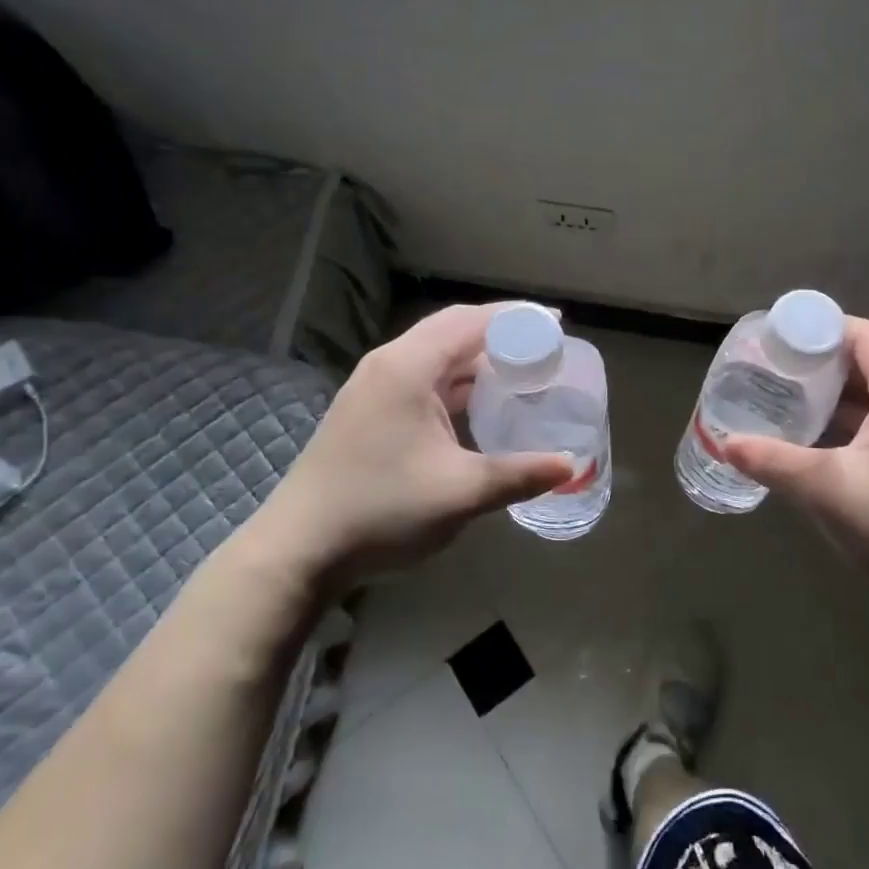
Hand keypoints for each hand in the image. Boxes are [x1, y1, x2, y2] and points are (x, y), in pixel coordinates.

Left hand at [253, 305, 572, 587]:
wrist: (298, 550)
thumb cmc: (381, 511)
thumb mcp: (460, 492)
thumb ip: (519, 475)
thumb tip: (569, 467)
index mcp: (408, 367)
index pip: (471, 321)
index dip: (518, 318)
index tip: (558, 324)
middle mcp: (389, 364)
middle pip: (453, 330)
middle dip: (501, 334)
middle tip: (545, 348)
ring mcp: (374, 387)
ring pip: (437, 356)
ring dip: (478, 360)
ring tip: (523, 371)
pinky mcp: (369, 411)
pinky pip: (424, 379)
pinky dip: (458, 382)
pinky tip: (482, 404)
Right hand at [721, 319, 868, 599]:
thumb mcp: (827, 490)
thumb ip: (774, 461)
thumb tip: (727, 444)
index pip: (867, 334)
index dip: (823, 330)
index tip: (782, 340)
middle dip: (830, 357)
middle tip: (785, 367)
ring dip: (848, 387)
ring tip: (801, 396)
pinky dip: (865, 413)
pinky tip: (833, 437)